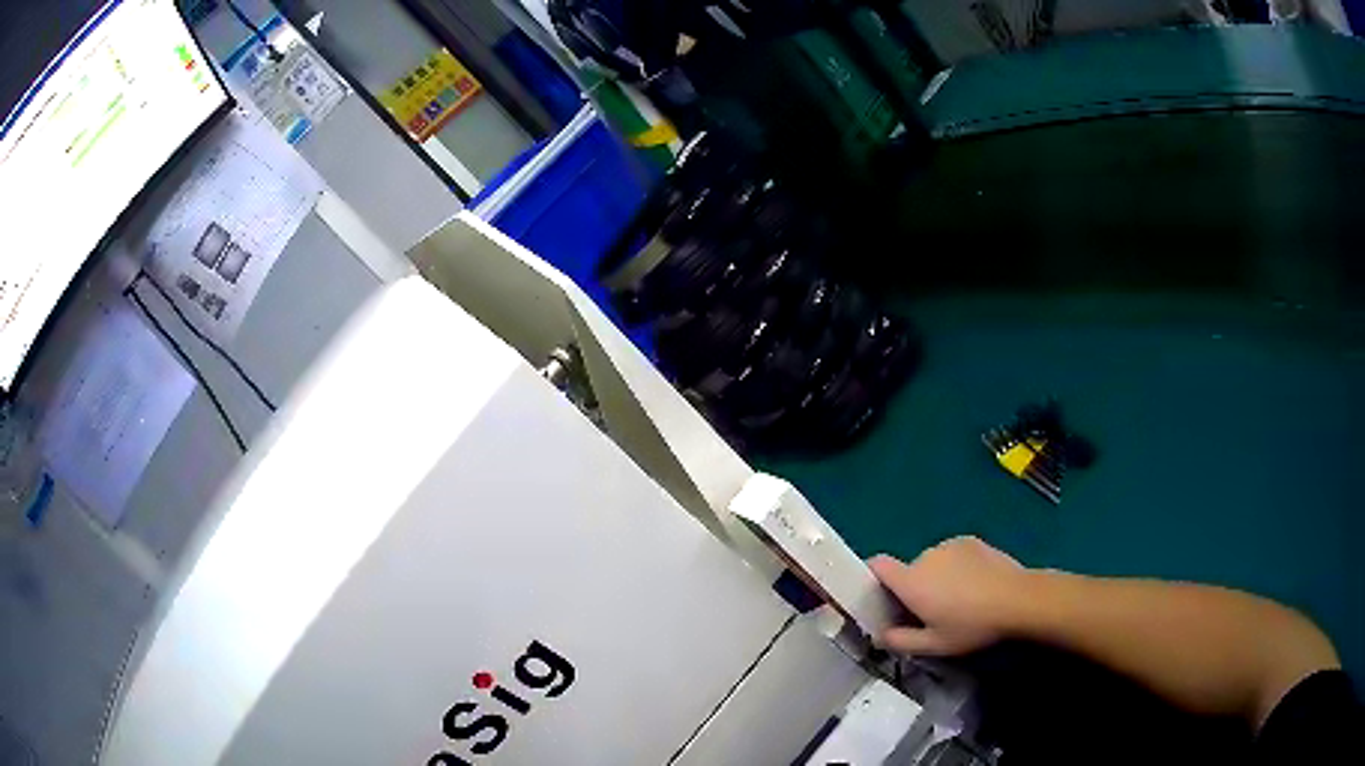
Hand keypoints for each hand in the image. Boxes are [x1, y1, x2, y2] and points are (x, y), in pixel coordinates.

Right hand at [869, 536, 1027, 655]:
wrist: (1017, 598)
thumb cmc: (971, 625)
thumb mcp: (934, 645)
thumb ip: (901, 641)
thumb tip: (880, 635)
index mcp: (911, 581)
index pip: (878, 565)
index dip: (873, 576)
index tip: (880, 595)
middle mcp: (925, 556)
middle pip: (909, 570)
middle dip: (915, 589)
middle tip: (933, 613)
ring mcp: (950, 545)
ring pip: (933, 564)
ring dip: (937, 578)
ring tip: (960, 600)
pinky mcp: (971, 540)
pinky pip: (953, 555)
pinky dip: (957, 568)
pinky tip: (976, 585)